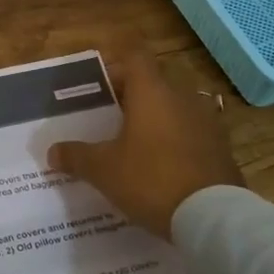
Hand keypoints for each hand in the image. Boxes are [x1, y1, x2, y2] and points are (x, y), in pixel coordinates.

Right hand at [47, 52, 244, 238]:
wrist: (213, 217)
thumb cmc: (151, 180)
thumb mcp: (104, 170)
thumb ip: (77, 156)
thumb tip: (52, 151)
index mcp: (152, 92)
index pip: (135, 56)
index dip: (116, 64)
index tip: (100, 83)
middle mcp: (182, 98)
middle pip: (154, 83)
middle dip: (131, 96)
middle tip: (109, 118)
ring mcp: (207, 122)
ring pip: (174, 108)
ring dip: (155, 120)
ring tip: (133, 144)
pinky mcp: (221, 148)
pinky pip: (191, 134)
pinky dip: (174, 142)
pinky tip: (161, 167)